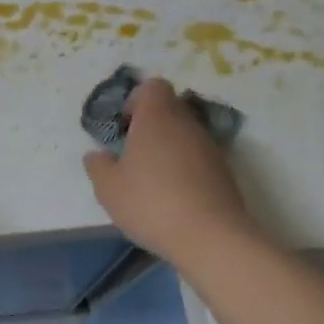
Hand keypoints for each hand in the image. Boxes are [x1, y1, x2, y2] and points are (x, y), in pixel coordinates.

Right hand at [83, 76, 257, 261]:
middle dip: (150, 127)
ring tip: (152, 181)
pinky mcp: (224, 172)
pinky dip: (185, 170)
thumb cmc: (151, 202)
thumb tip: (98, 155)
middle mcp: (187, 124)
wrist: (211, 237)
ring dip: (169, 149)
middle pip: (170, 109)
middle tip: (133, 156)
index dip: (136, 101)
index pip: (153, 86)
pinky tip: (173, 198)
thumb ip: (98, 165)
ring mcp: (210, 147)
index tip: (125, 127)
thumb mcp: (108, 188)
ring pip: (185, 135)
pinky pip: (198, 159)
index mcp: (157, 117)